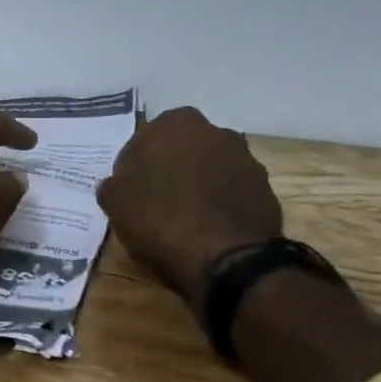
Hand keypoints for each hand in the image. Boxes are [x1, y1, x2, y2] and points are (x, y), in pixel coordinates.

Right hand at [95, 107, 282, 299]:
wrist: (225, 258)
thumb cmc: (160, 217)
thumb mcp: (115, 201)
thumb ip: (113, 184)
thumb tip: (116, 184)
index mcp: (177, 123)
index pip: (148, 136)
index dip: (138, 163)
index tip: (132, 188)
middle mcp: (217, 132)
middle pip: (186, 149)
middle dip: (174, 168)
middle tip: (158, 200)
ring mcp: (247, 161)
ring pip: (213, 170)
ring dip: (202, 186)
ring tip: (186, 219)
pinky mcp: (267, 192)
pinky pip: (235, 194)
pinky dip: (223, 206)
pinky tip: (210, 230)